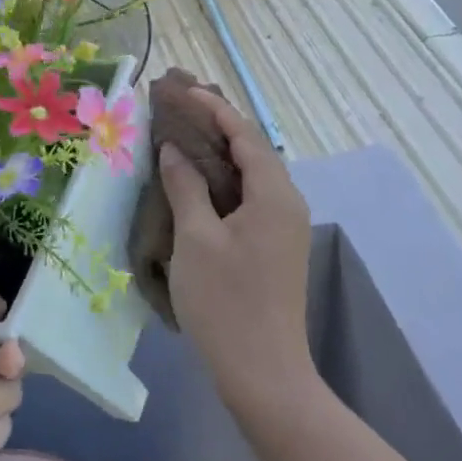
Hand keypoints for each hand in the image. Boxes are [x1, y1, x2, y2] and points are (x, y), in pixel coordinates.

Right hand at [157, 88, 315, 410]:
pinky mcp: (274, 248)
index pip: (245, 135)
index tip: (182, 89)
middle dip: (217, 126)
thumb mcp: (196, 238)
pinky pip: (249, 199)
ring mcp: (284, 228)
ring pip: (250, 176)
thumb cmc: (225, 301)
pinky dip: (223, 183)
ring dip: (219, 154)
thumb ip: (186, 187)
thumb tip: (174, 150)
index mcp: (274, 194)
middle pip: (252, 151)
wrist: (263, 371)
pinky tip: (197, 185)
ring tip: (183, 138)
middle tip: (179, 108)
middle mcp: (287, 203)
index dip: (213, 108)